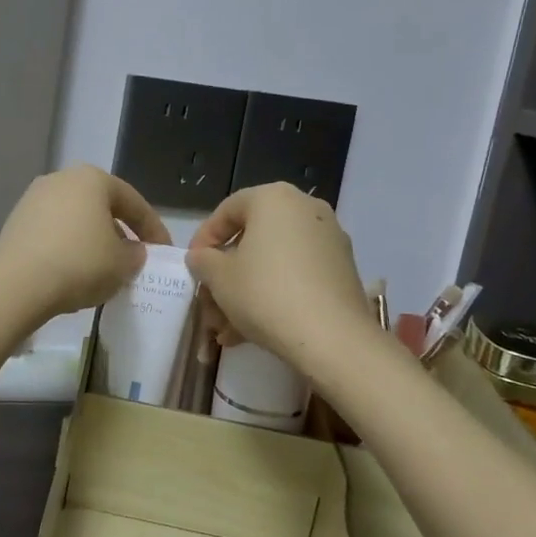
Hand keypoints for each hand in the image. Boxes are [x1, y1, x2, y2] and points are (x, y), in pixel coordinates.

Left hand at [0, 165, 171, 323]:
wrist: (16, 284)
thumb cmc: (80, 263)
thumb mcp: (123, 263)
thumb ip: (136, 254)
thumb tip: (131, 251)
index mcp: (92, 178)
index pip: (133, 202)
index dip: (153, 228)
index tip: (164, 252)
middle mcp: (61, 179)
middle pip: (101, 207)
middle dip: (120, 232)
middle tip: (134, 258)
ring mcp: (33, 199)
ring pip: (76, 220)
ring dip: (93, 240)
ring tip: (104, 268)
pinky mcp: (15, 222)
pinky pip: (53, 233)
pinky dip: (68, 248)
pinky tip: (74, 272)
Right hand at [187, 183, 380, 370]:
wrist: (331, 337)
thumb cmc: (265, 294)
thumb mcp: (219, 277)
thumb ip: (203, 260)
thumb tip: (202, 257)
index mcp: (274, 198)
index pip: (227, 210)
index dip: (204, 239)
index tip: (192, 267)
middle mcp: (306, 209)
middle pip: (252, 239)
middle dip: (226, 274)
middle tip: (209, 302)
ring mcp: (329, 239)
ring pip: (274, 262)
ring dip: (246, 291)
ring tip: (227, 329)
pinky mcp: (343, 270)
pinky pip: (297, 275)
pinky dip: (274, 296)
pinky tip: (253, 332)